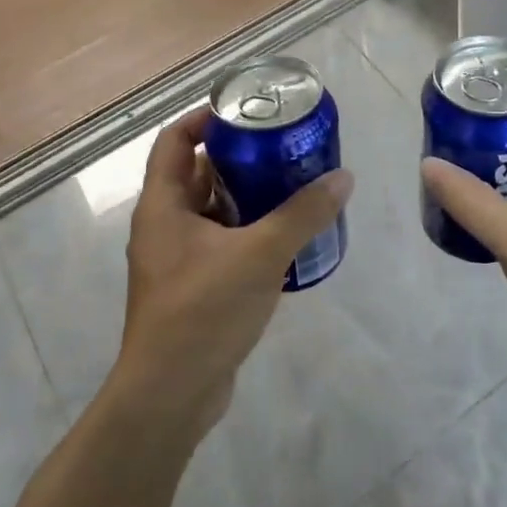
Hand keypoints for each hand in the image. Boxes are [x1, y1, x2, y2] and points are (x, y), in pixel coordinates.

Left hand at [113, 108, 353, 435]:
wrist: (170, 395)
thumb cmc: (203, 310)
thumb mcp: (260, 253)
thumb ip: (303, 214)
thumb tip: (343, 178)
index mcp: (162, 205)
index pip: (175, 140)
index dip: (205, 118)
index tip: (247, 112)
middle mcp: (164, 226)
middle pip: (198, 173)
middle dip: (239, 157)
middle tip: (283, 147)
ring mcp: (176, 260)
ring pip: (212, 211)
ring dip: (248, 196)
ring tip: (293, 185)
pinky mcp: (193, 287)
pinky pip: (221, 243)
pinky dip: (248, 232)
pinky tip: (285, 236)